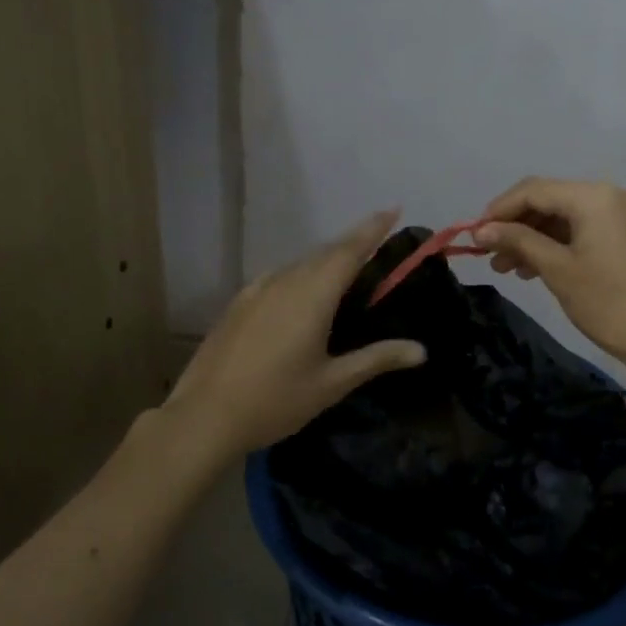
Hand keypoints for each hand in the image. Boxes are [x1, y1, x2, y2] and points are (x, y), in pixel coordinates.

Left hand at [164, 210, 426, 455]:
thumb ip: (377, 359)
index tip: (393, 208)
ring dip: (325, 259)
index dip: (372, 229)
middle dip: (353, 242)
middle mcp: (284, 282)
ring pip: (299, 264)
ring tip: (346, 267)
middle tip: (377, 239)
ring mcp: (256, 290)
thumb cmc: (276, 400)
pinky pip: (278, 277)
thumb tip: (421, 350)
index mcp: (312, 295)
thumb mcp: (333, 383)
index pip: (349, 250)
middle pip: (325, 252)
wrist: (204, 416)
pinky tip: (301, 292)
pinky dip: (300, 275)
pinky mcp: (239, 304)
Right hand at [474, 178, 625, 380]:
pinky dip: (565, 244)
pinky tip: (543, 268)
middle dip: (519, 226)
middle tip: (491, 258)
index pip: (535, 190)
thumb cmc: (609, 304)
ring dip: (539, 238)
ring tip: (512, 270)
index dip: (500, 210)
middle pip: (554, 200)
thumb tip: (481, 230)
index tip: (475, 236)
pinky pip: (592, 229)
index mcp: (596, 197)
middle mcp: (616, 195)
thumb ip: (519, 242)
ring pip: (572, 217)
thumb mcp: (558, 270)